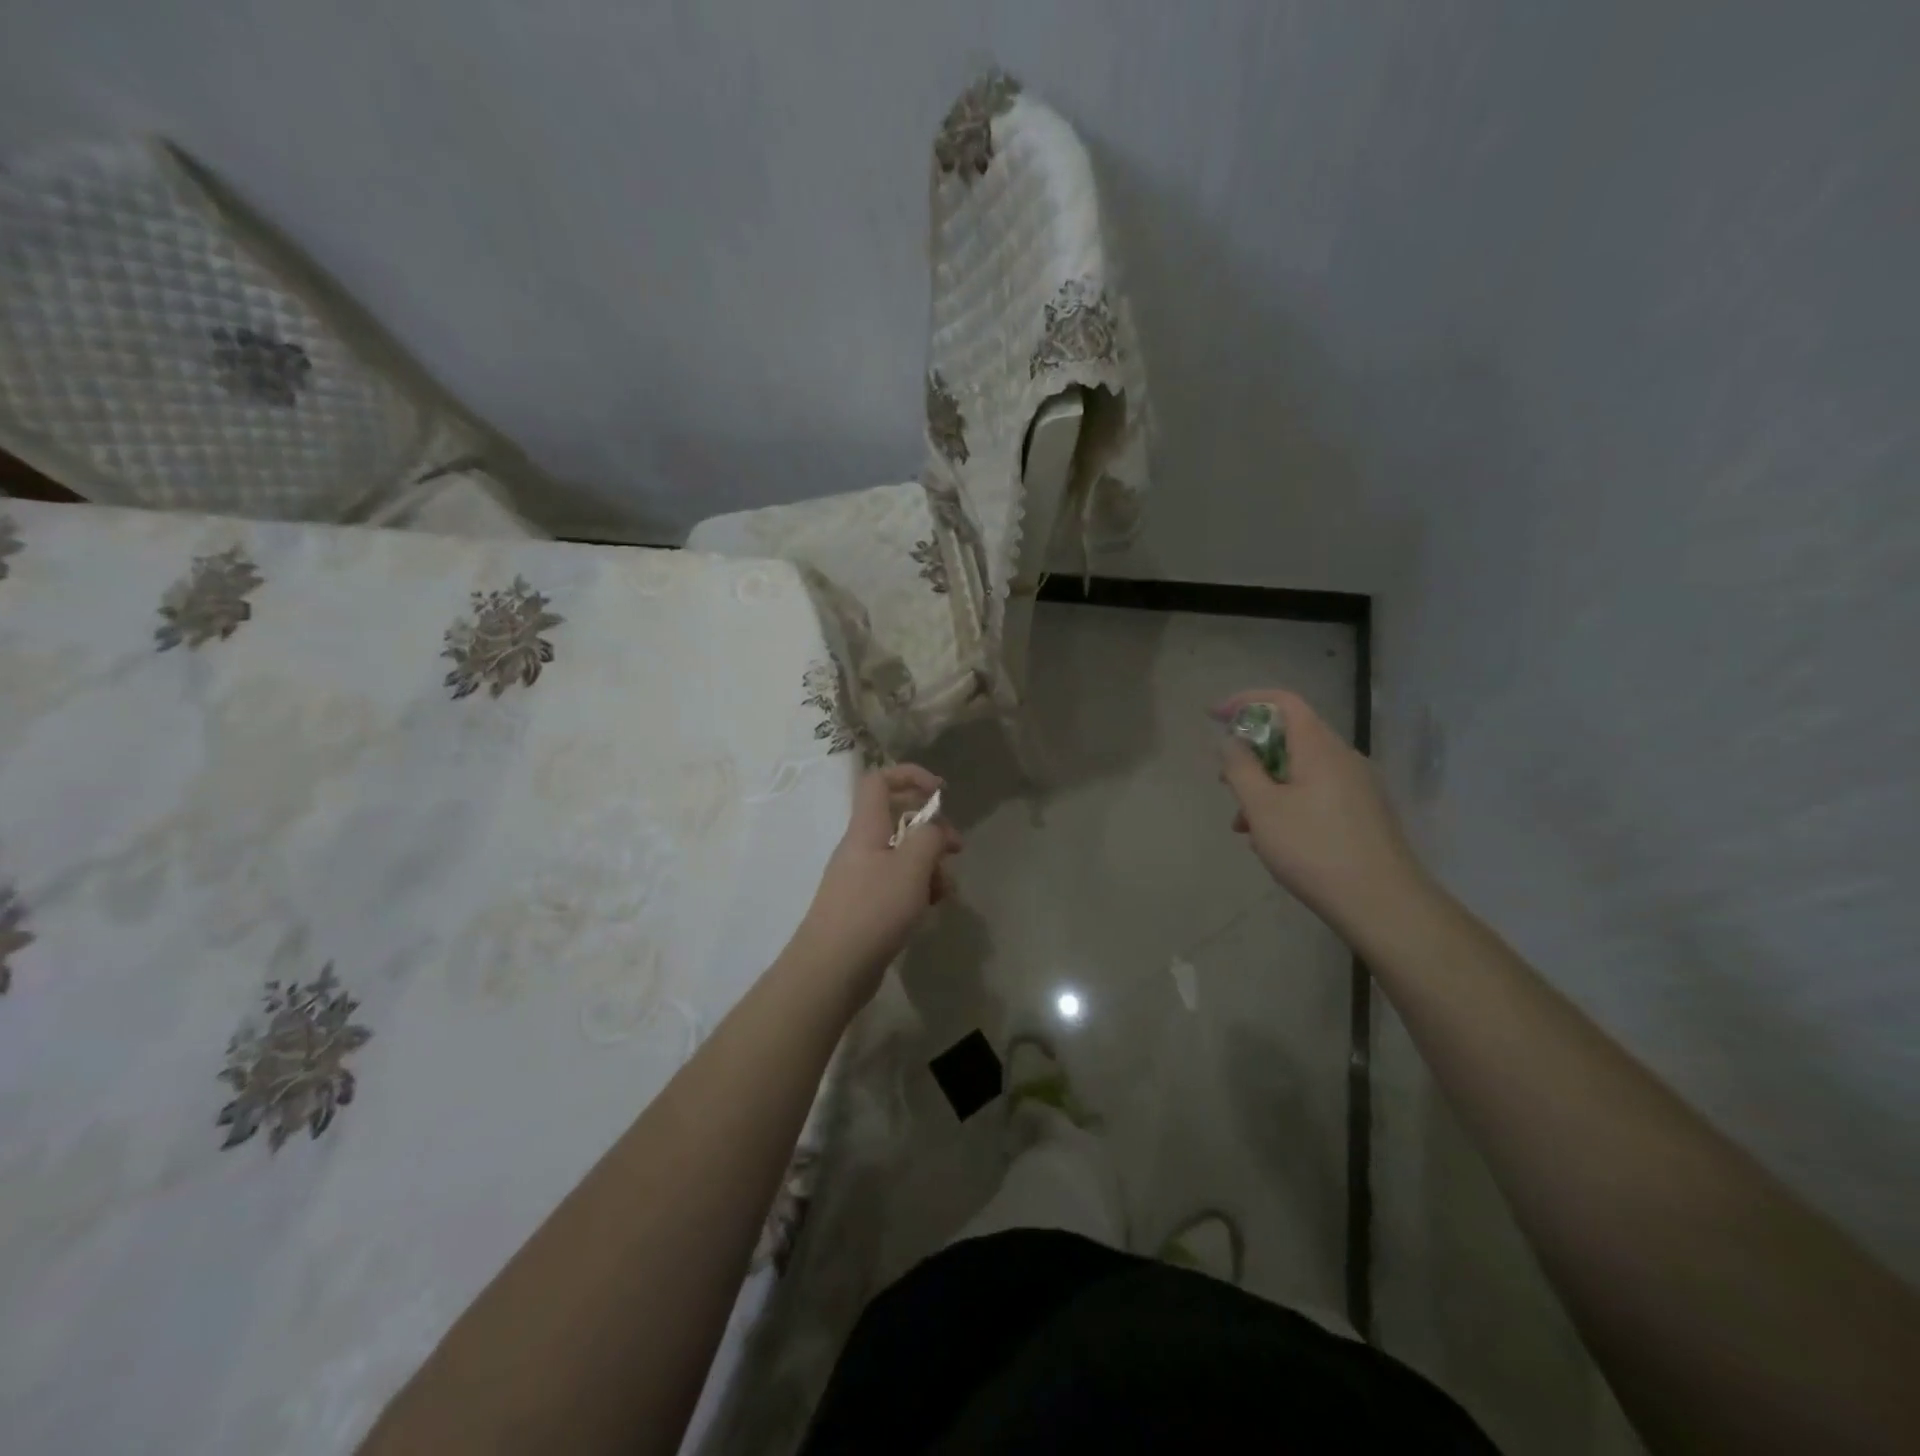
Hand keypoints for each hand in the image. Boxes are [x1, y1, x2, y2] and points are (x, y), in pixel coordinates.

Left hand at [790, 764, 960, 1006]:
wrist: (831, 970)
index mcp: (866, 828)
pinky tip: (930, 908)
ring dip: (929, 865)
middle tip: (956, 848)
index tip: (940, 793)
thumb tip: (934, 829)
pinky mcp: (864, 906)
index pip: (879, 780)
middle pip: (897, 819)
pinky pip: (896, 884)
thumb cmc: (873, 910)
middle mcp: (860, 847)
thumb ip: (929, 837)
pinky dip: (916, 889)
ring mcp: (860, 877)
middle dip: (932, 830)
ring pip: (902, 856)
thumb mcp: (912, 867)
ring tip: (945, 891)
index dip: (910, 775)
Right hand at [1214, 689, 1426, 938]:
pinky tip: (1272, 839)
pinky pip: (1316, 792)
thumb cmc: (1314, 849)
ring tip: (1242, 825)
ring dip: (1266, 785)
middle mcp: (1343, 758)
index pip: (1283, 701)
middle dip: (1251, 753)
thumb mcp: (1263, 808)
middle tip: (1224, 780)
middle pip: (1291, 735)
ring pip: (1301, 769)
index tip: (1213, 717)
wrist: (1384, 905)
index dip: (1245, 701)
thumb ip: (1240, 768)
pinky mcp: (1364, 813)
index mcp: (1319, 748)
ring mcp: (1358, 786)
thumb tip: (1231, 741)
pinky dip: (1287, 802)